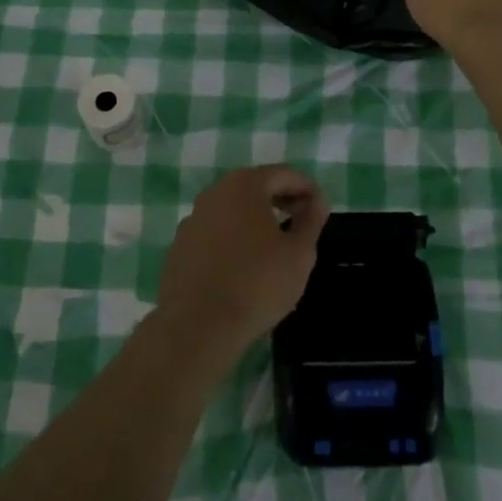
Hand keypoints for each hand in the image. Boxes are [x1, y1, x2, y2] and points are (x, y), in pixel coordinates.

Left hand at [156, 166, 328, 357]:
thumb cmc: (257, 284)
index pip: (284, 174)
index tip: (321, 208)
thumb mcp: (299, 254)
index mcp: (244, 185)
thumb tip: (317, 201)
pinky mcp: (180, 246)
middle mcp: (214, 192)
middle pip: (255, 187)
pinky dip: (232, 238)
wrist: (198, 327)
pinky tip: (242, 264)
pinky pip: (214, 232)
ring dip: (255, 218)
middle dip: (281, 199)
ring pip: (232, 209)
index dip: (307, 188)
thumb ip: (311, 221)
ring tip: (274, 244)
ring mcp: (192, 218)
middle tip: (301, 221)